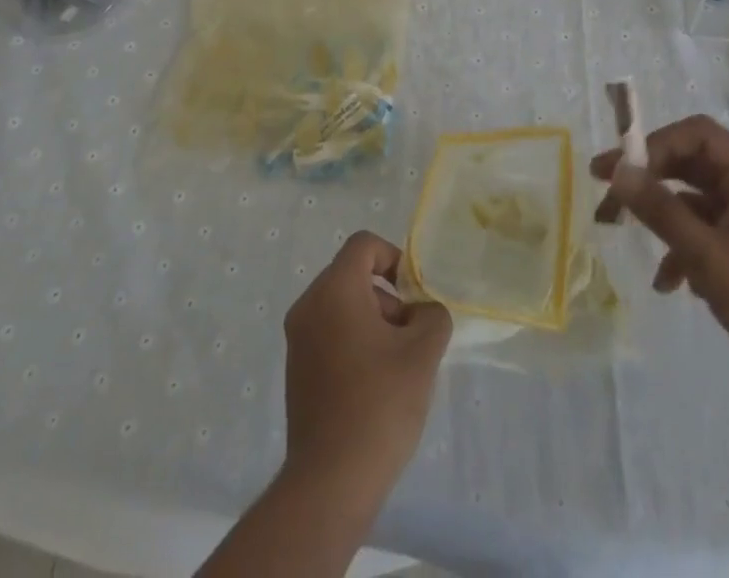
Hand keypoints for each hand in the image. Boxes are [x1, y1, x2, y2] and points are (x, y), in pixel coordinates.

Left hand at [281, 230, 452, 503]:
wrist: (330, 482)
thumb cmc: (379, 404)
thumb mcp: (423, 352)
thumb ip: (432, 315)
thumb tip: (422, 312)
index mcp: (334, 290)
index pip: (364, 245)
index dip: (394, 259)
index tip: (413, 296)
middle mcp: (308, 305)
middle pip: (353, 275)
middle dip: (387, 296)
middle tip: (409, 335)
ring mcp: (297, 340)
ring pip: (342, 305)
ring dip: (373, 321)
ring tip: (395, 365)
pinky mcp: (296, 370)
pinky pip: (329, 333)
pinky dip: (353, 342)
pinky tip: (374, 385)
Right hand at [591, 114, 728, 403]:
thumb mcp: (709, 258)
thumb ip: (661, 211)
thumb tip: (619, 172)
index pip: (695, 135)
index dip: (653, 144)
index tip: (617, 168)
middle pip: (690, 162)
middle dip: (646, 176)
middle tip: (605, 192)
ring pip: (693, 196)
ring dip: (659, 213)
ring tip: (618, 230)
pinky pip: (705, 227)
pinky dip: (681, 244)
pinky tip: (668, 282)